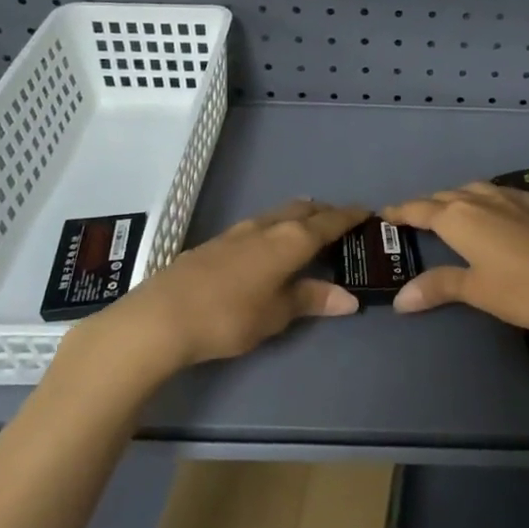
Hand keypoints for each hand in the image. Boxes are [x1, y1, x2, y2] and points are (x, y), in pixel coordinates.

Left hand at [59, 199, 366, 381]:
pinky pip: (257, 226)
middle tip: (340, 222)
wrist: (161, 317)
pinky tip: (267, 247)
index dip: (350, 217)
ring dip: (297, 218)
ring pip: (277, 214)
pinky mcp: (215, 242)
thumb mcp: (277, 314)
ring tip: (307, 230)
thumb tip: (350, 298)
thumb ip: (311, 300)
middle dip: (324, 212)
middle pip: (302, 210)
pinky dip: (274, 229)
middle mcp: (266, 226)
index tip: (367, 213)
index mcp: (290, 240)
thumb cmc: (229, 316)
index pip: (329, 222)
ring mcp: (237, 232)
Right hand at [381, 181, 528, 334]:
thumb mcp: (476, 291)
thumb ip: (438, 288)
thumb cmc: (523, 290)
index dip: (401, 212)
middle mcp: (482, 200)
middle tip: (412, 218)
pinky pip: (499, 193)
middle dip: (426, 204)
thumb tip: (401, 299)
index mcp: (460, 218)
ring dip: (455, 197)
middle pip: (445, 196)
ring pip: (473, 189)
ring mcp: (511, 200)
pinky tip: (493, 208)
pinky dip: (484, 197)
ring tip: (448, 210)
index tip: (384, 213)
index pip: (421, 209)